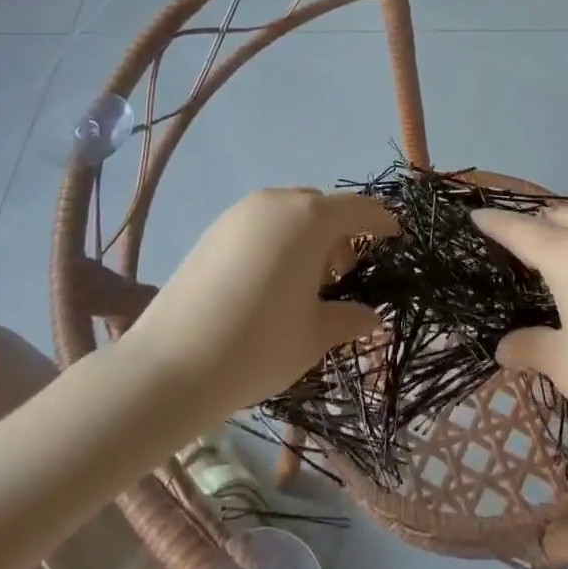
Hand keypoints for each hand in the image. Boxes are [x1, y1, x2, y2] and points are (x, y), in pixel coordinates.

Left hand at [126, 188, 394, 417]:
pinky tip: (271, 281)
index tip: (398, 236)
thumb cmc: (258, 346)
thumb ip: (349, 318)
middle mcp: (277, 202)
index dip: (383, 221)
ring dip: (309, 237)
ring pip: (290, 213)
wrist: (169, 366)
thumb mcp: (314, 335)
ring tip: (306, 283)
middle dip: (342, 234)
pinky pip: (262, 223)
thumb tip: (373, 316)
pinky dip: (279, 240)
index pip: (360, 209)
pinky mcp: (214, 229)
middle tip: (346, 275)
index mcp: (310, 219)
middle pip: (323, 208)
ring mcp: (241, 213)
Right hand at [473, 203, 567, 468]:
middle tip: (513, 250)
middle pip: (557, 215)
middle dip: (532, 225)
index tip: (474, 218)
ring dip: (566, 232)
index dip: (493, 223)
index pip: (520, 229)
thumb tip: (505, 347)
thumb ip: (530, 346)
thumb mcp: (565, 367)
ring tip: (551, 264)